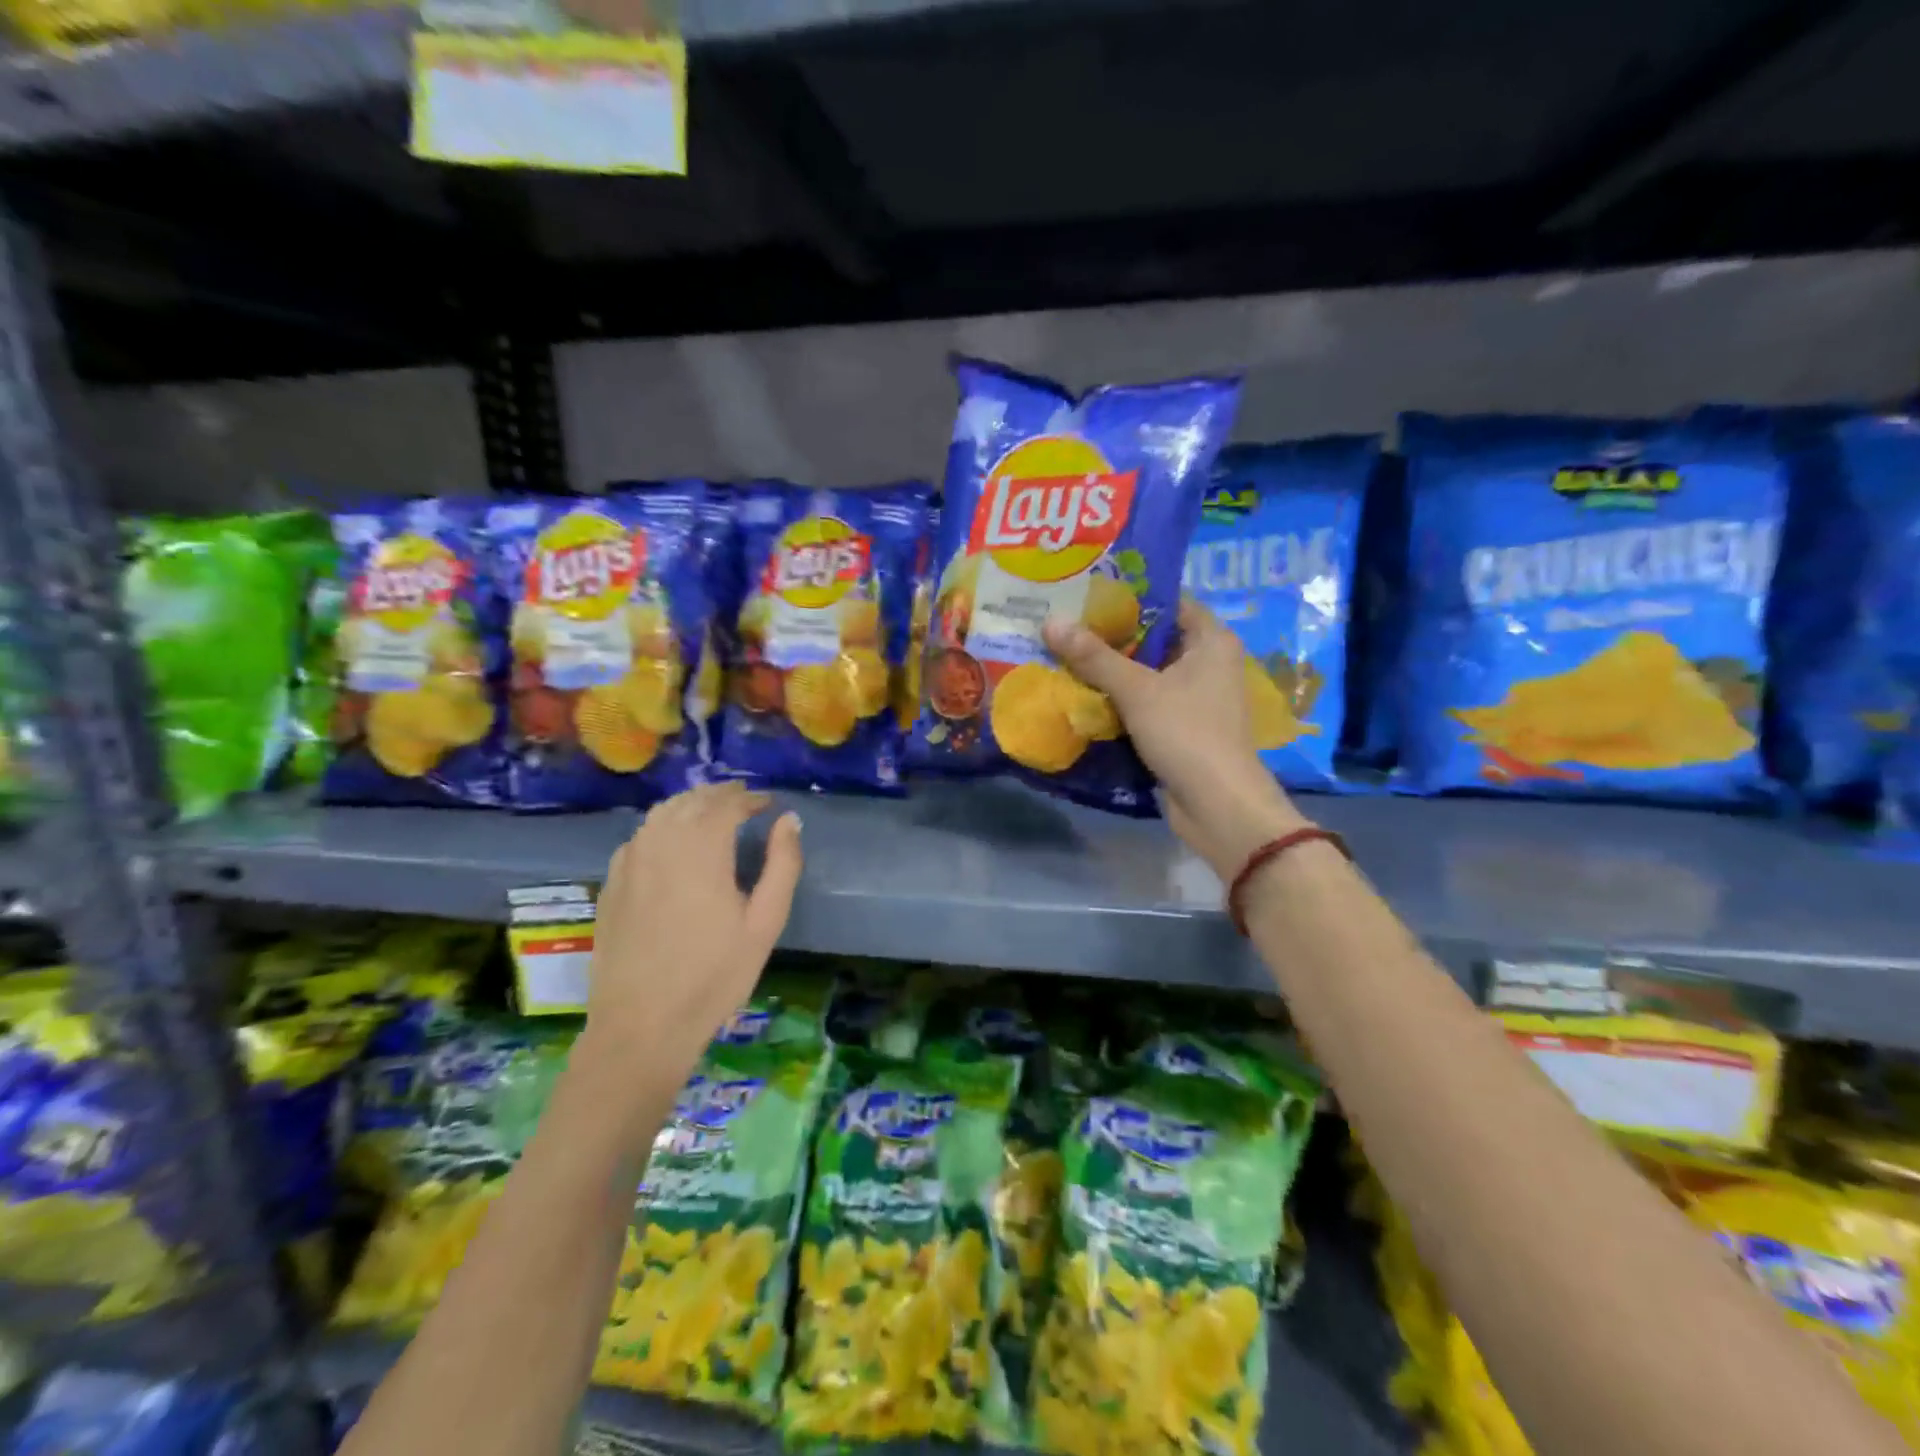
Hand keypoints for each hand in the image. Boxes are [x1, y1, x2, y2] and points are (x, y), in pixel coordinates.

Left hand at [582, 782, 802, 1088]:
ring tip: (711, 814)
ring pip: (661, 814)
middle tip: (743, 801)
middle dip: (720, 795)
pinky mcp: (611, 883)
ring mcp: (629, 862)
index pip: (727, 804)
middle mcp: (661, 843)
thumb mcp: (765, 923)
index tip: (768, 804)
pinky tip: (672, 843)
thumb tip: (788, 819)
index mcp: (701, 848)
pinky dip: (662, 827)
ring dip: (690, 805)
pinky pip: (640, 837)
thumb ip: (782, 864)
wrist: (642, 1026)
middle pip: (692, 801)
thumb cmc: (714, 976)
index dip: (750, 798)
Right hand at [1044, 599, 1307, 878]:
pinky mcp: (1181, 726)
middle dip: (1110, 634)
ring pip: (1146, 672)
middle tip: (1065, 621)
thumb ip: (1094, 656)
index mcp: (1211, 640)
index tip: (1086, 591)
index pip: (1168, 601)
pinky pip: (1145, 700)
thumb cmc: (1187, 734)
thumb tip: (1050, 621)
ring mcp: (1195, 697)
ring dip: (1110, 668)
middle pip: (1153, 637)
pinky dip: (1118, 697)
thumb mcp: (1137, 690)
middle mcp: (1208, 662)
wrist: (1217, 805)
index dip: (1129, 594)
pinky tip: (1081, 692)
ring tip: (1064, 651)